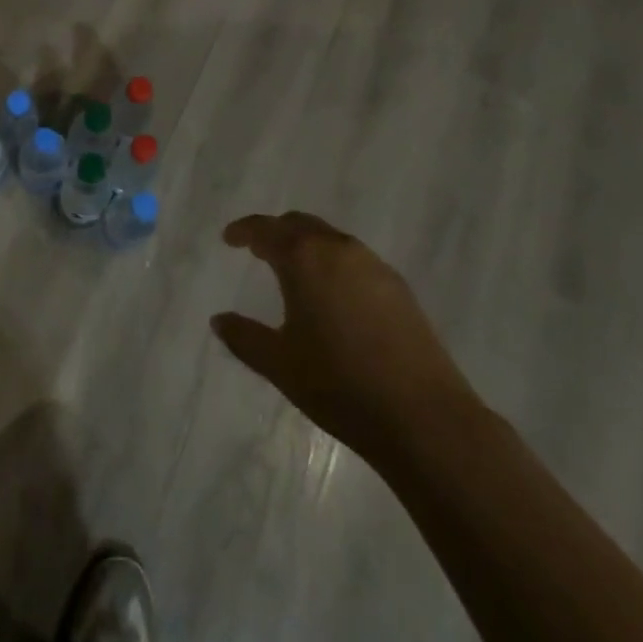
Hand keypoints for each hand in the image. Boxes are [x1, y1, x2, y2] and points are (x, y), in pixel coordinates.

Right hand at [212, 212, 478, 460]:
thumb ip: (244, 337)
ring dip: (307, 246)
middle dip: (276, 232)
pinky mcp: (398, 287)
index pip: (266, 229)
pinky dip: (333, 263)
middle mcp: (338, 249)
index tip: (229, 239)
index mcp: (304, 258)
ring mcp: (373, 265)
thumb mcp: (280, 364)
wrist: (424, 417)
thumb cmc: (340, 385)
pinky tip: (333, 295)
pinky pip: (354, 259)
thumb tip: (219, 319)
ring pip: (330, 239)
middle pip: (300, 225)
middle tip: (258, 250)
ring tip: (294, 272)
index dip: (244, 230)